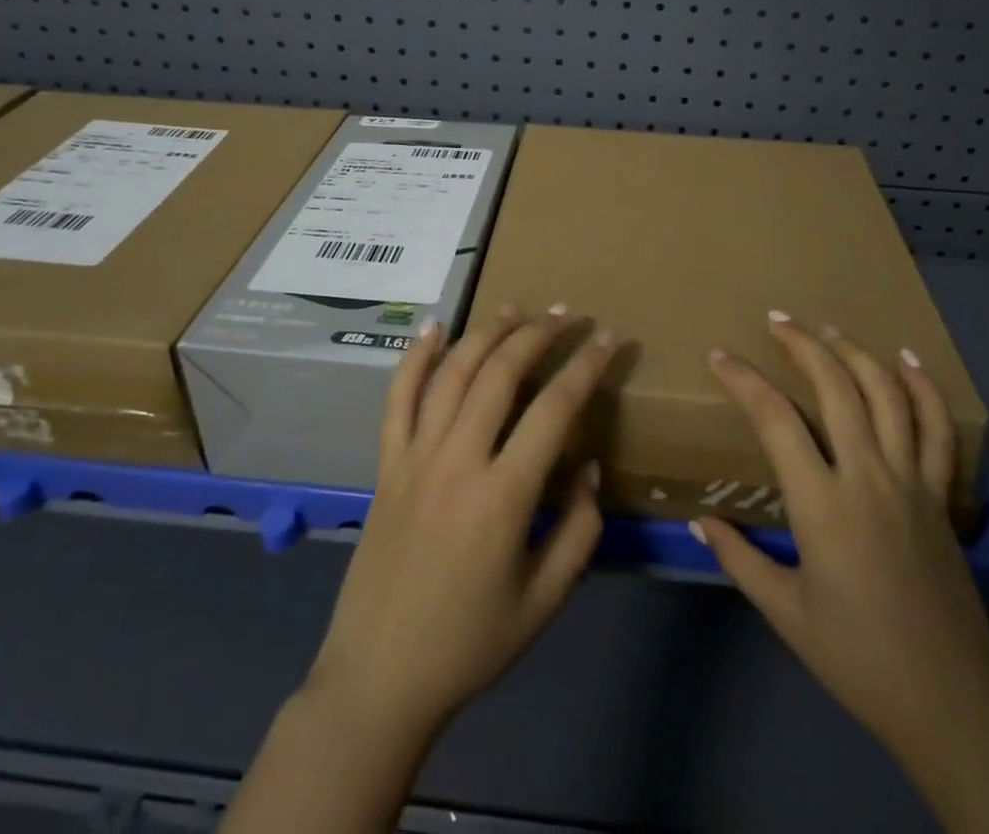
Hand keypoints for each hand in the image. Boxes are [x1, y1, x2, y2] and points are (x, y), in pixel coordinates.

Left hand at [225, 306, 619, 833]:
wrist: (379, 679)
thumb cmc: (470, 644)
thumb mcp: (544, 600)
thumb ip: (578, 530)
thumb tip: (588, 468)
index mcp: (502, 496)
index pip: (555, 409)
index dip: (587, 366)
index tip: (610, 337)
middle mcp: (457, 461)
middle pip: (500, 373)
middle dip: (539, 334)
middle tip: (567, 315)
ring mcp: (415, 458)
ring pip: (452, 373)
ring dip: (487, 333)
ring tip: (516, 310)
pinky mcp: (386, 465)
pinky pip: (398, 398)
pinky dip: (415, 357)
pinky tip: (434, 327)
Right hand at [700, 316, 988, 832]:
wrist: (950, 704)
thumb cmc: (858, 659)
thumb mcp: (786, 612)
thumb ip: (740, 559)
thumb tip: (701, 522)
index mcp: (823, 506)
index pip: (775, 420)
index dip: (744, 381)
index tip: (720, 356)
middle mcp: (868, 477)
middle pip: (836, 388)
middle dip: (802, 345)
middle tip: (776, 319)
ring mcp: (911, 482)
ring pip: (886, 395)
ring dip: (855, 353)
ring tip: (827, 329)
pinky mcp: (940, 496)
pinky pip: (937, 430)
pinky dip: (922, 387)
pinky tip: (905, 359)